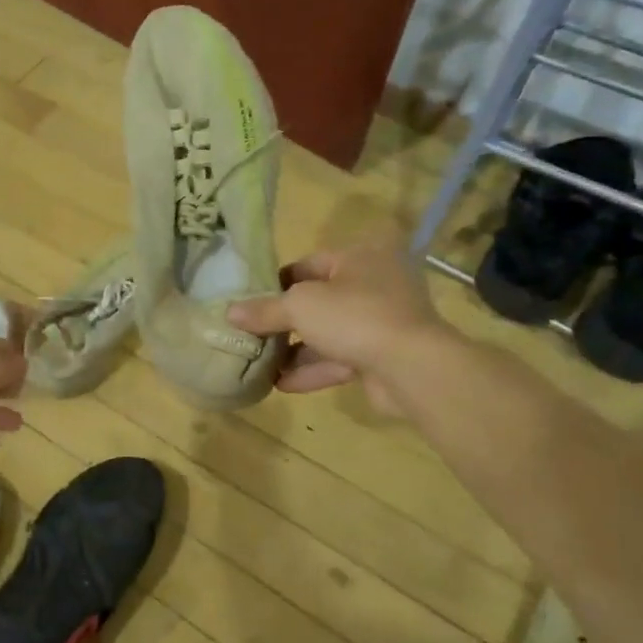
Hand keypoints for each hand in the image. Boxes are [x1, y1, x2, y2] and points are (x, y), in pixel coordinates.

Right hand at [227, 241, 441, 416]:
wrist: (413, 367)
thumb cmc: (354, 317)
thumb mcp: (300, 307)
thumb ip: (264, 310)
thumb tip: (229, 312)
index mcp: (359, 258)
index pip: (308, 265)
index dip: (276, 283)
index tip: (249, 303)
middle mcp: (374, 285)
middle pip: (317, 301)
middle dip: (284, 322)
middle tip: (251, 335)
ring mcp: (381, 323)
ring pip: (328, 333)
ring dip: (295, 350)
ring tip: (260, 364)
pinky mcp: (383, 357)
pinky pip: (340, 359)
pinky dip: (313, 370)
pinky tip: (281, 384)